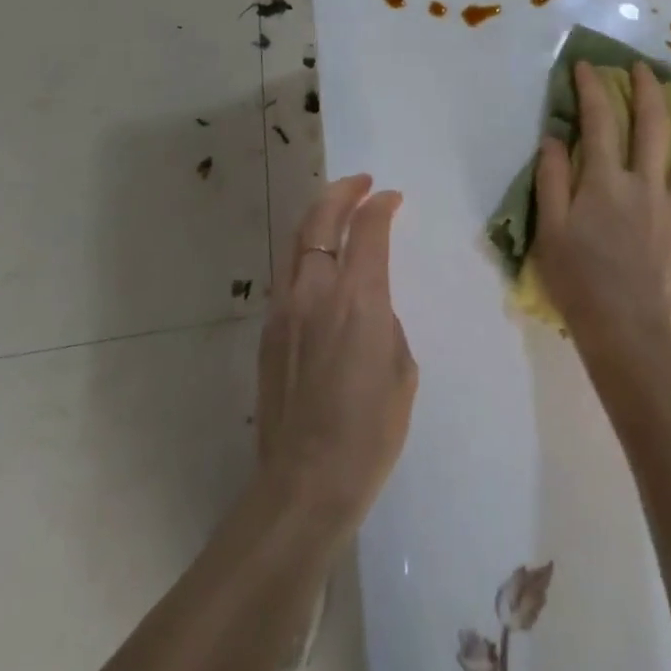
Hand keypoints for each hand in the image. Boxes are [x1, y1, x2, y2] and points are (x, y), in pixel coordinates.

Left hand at [255, 176, 417, 542]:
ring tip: (337, 212)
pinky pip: (288, 276)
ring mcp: (285, 310)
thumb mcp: (402, 370)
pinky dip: (307, 255)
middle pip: (321, 219)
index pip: (368, 229)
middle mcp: (316, 291)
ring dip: (318, 218)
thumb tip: (370, 308)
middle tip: (361, 184)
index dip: (381, 205)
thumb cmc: (369, 432)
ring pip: (297, 243)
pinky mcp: (268, 333)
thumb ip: (386, 323)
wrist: (304, 487)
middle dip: (342, 192)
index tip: (392, 198)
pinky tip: (319, 267)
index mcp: (358, 298)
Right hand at [533, 61, 670, 359]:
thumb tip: (555, 137)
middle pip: (652, 125)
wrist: (627, 334)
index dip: (593, 89)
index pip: (599, 122)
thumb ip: (552, 180)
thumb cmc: (580, 283)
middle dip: (649, 90)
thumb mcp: (549, 230)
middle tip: (646, 68)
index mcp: (606, 181)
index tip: (588, 66)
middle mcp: (646, 184)